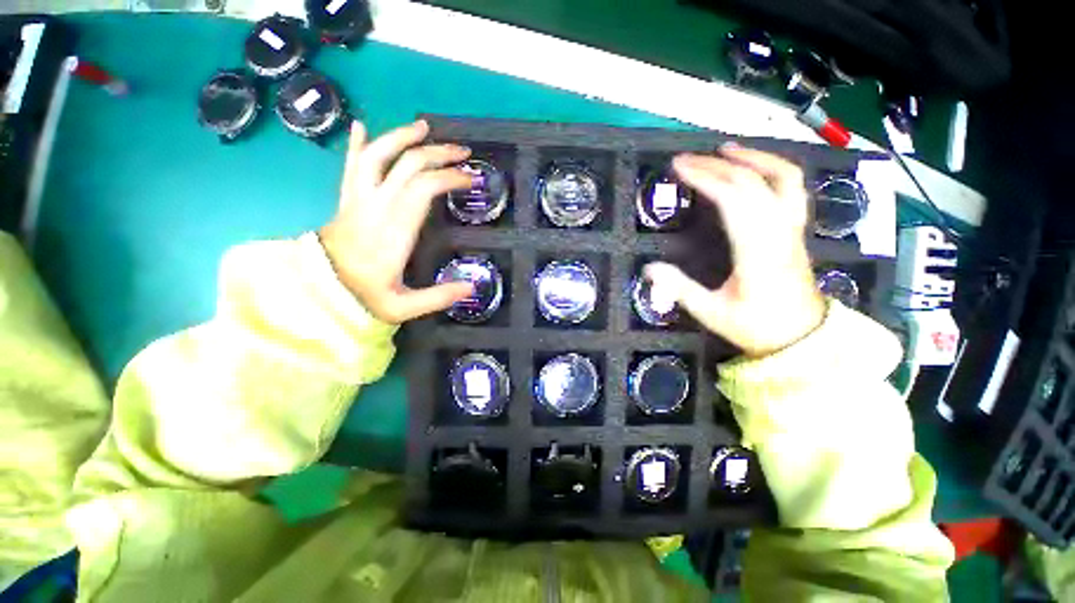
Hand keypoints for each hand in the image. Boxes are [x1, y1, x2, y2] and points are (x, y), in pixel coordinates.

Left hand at [320, 120, 474, 323]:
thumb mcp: (404, 307)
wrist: (316, 290)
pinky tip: (361, 125)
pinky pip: (350, 165)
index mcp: (394, 230)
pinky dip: (356, 143)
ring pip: (377, 155)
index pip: (424, 188)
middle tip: (463, 153)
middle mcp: (376, 206)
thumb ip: (438, 297)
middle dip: (439, 154)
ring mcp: (357, 199)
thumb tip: (472, 286)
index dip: (450, 177)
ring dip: (401, 137)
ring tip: (424, 127)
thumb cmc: (363, 297)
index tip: (471, 179)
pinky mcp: (346, 199)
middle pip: (407, 165)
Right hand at [645, 146, 825, 356]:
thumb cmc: (756, 326)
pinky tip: (753, 168)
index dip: (705, 178)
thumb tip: (649, 269)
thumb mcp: (712, 313)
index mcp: (758, 250)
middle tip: (686, 160)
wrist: (802, 337)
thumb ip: (680, 289)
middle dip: (716, 165)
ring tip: (724, 149)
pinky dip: (773, 169)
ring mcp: (792, 227)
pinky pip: (791, 188)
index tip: (678, 168)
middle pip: (752, 182)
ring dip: (753, 157)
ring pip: (783, 177)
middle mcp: (779, 231)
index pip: (733, 199)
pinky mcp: (796, 229)